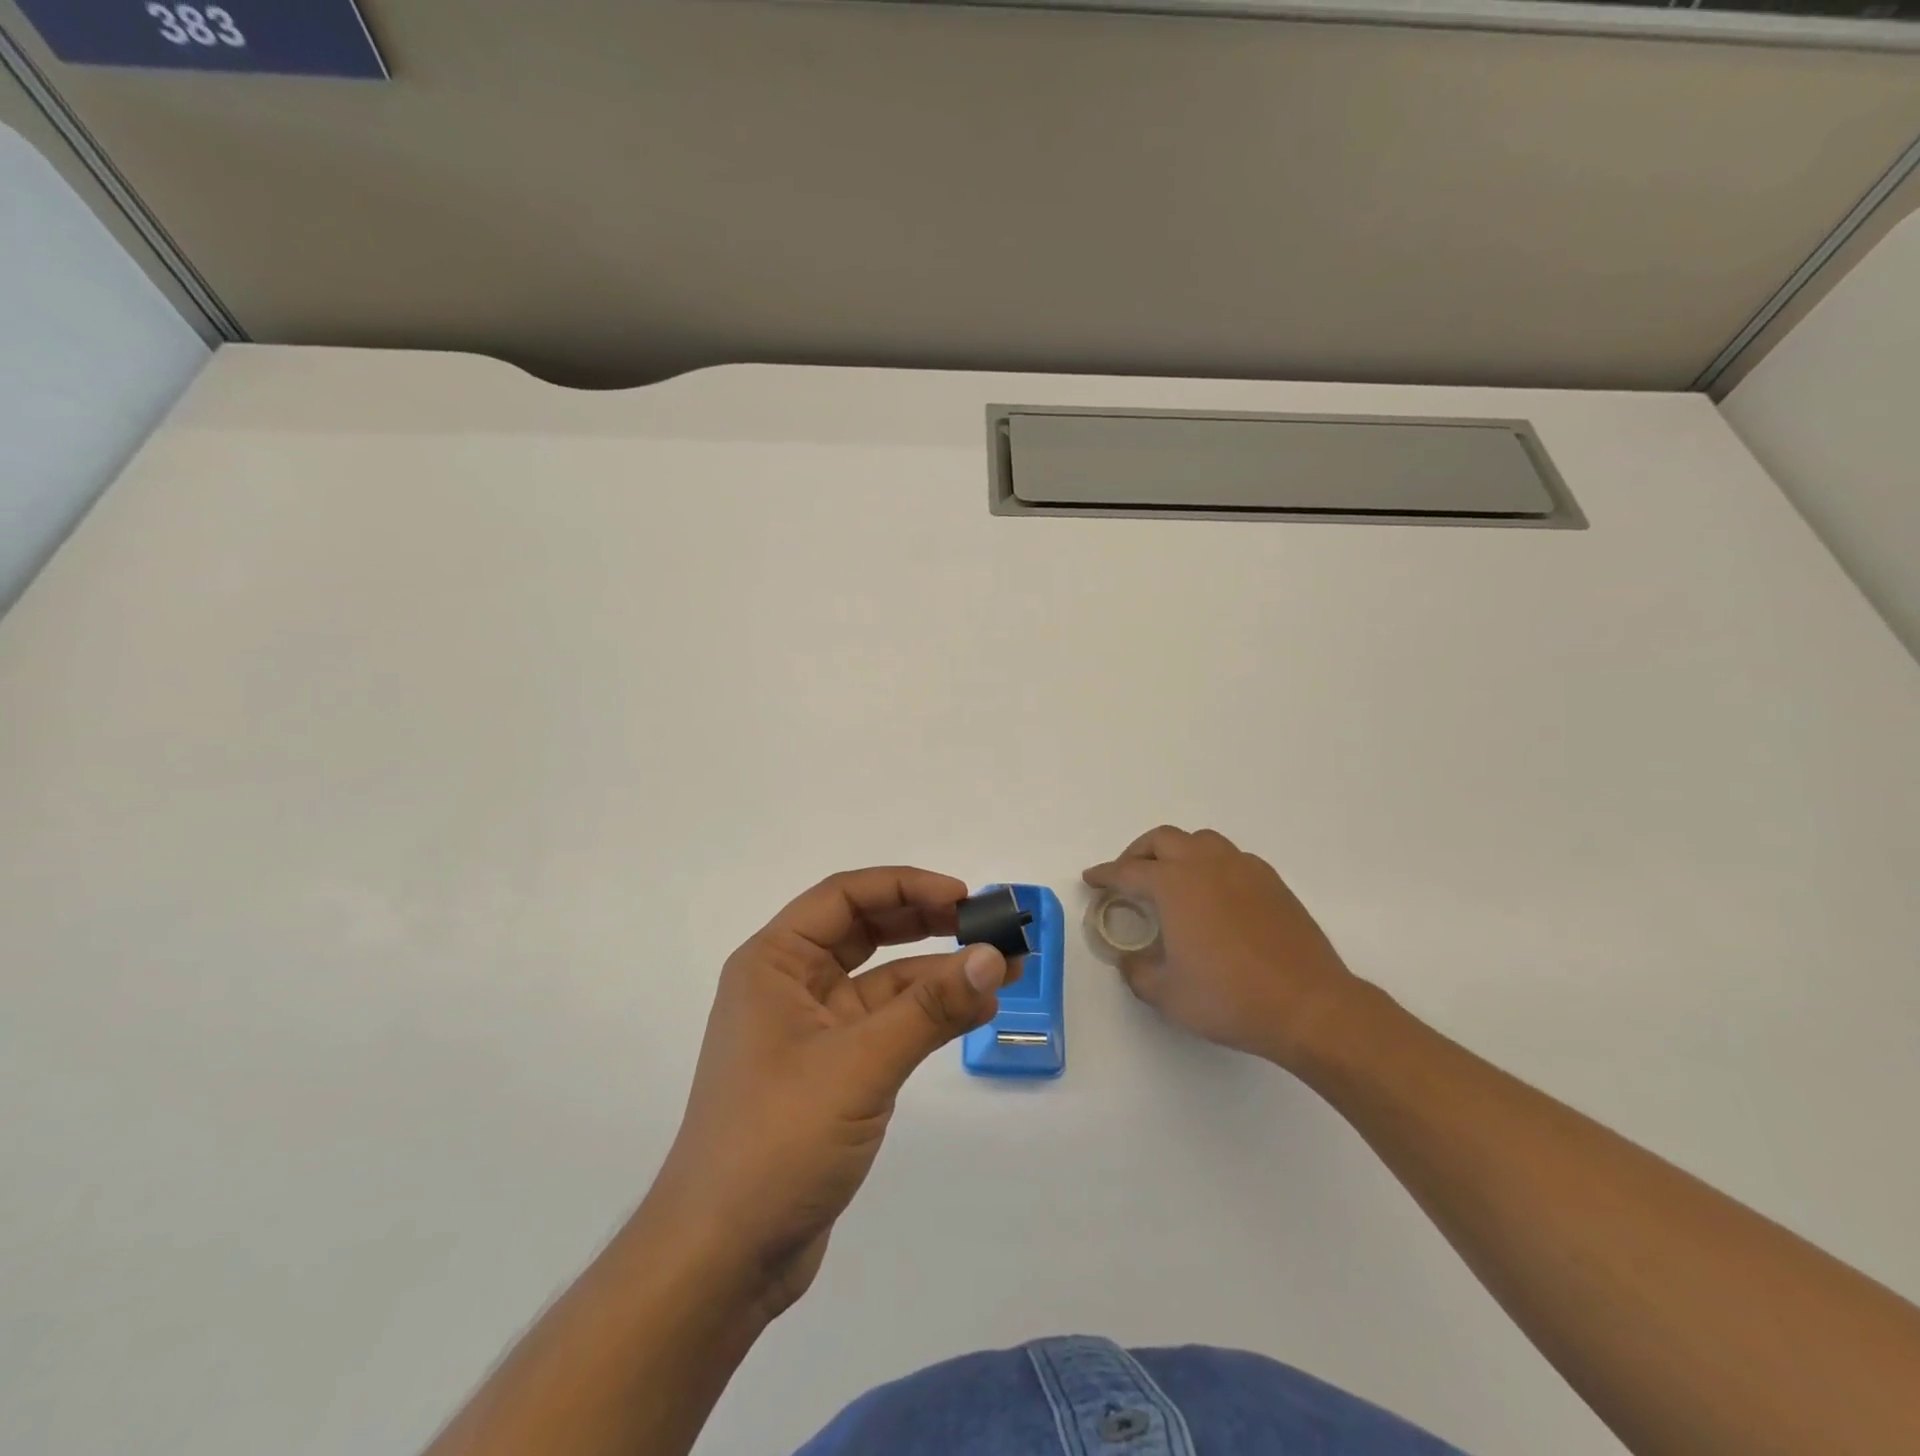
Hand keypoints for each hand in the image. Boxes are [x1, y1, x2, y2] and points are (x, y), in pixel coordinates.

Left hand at [641, 868, 1008, 1320]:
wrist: (721, 1260)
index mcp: (774, 962)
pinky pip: (887, 1024)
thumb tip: (994, 958)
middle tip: (988, 925)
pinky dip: (928, 1014)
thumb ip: (930, 1009)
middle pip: (865, 930)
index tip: (964, 898)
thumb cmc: (777, 1140)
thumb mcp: (859, 1064)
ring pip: (883, 980)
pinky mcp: (832, 1072)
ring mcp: (811, 1030)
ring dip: (938, 972)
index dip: (907, 887)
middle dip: (927, 922)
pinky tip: (973, 1010)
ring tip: (1003, 969)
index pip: (845, 897)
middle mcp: (790, 985)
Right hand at [1083, 826, 1359, 1068]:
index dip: (1105, 875)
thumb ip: (1137, 972)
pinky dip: (1211, 865)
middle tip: (1128, 876)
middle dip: (1138, 853)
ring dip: (1177, 852)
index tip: (1092, 879)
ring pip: (1201, 840)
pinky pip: (1231, 858)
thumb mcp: (1167, 995)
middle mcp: (1206, 865)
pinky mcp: (1272, 883)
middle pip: (1163, 840)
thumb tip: (1130, 960)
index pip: (1128, 871)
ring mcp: (1243, 869)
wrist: (1308, 1006)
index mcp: (1174, 885)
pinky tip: (1213, 894)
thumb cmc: (1229, 998)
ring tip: (1171, 879)